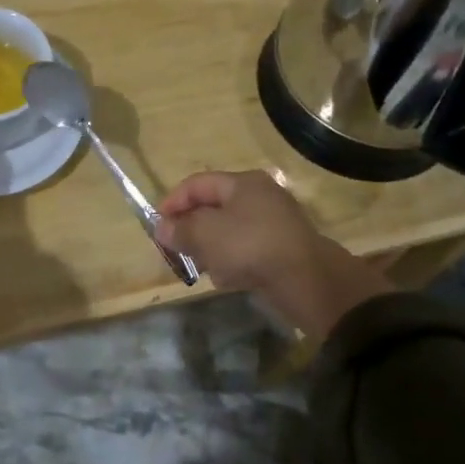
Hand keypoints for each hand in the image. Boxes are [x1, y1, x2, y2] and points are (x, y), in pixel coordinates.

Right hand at [156, 170, 390, 336]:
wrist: (307, 281)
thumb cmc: (251, 246)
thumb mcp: (206, 234)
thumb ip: (180, 229)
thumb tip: (162, 227)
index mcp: (242, 183)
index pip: (197, 184)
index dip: (173, 202)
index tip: (157, 226)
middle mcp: (260, 197)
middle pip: (213, 208)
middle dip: (191, 229)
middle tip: (175, 250)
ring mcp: (274, 223)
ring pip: (228, 232)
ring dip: (210, 249)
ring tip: (201, 268)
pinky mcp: (281, 249)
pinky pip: (246, 251)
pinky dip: (232, 262)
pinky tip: (227, 279)